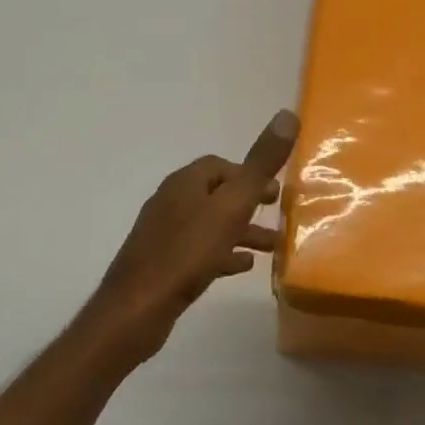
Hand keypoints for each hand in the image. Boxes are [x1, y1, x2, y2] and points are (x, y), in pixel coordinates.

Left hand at [85, 109, 298, 363]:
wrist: (136, 310)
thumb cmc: (187, 253)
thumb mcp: (232, 206)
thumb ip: (260, 164)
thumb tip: (287, 115)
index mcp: (184, 183)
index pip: (219, 165)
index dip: (249, 172)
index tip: (275, 190)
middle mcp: (171, 203)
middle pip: (216, 194)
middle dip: (248, 202)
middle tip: (277, 212)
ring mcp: (164, 235)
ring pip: (211, 224)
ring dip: (242, 230)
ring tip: (272, 247)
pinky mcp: (163, 265)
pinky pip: (200, 251)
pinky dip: (224, 252)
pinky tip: (242, 266)